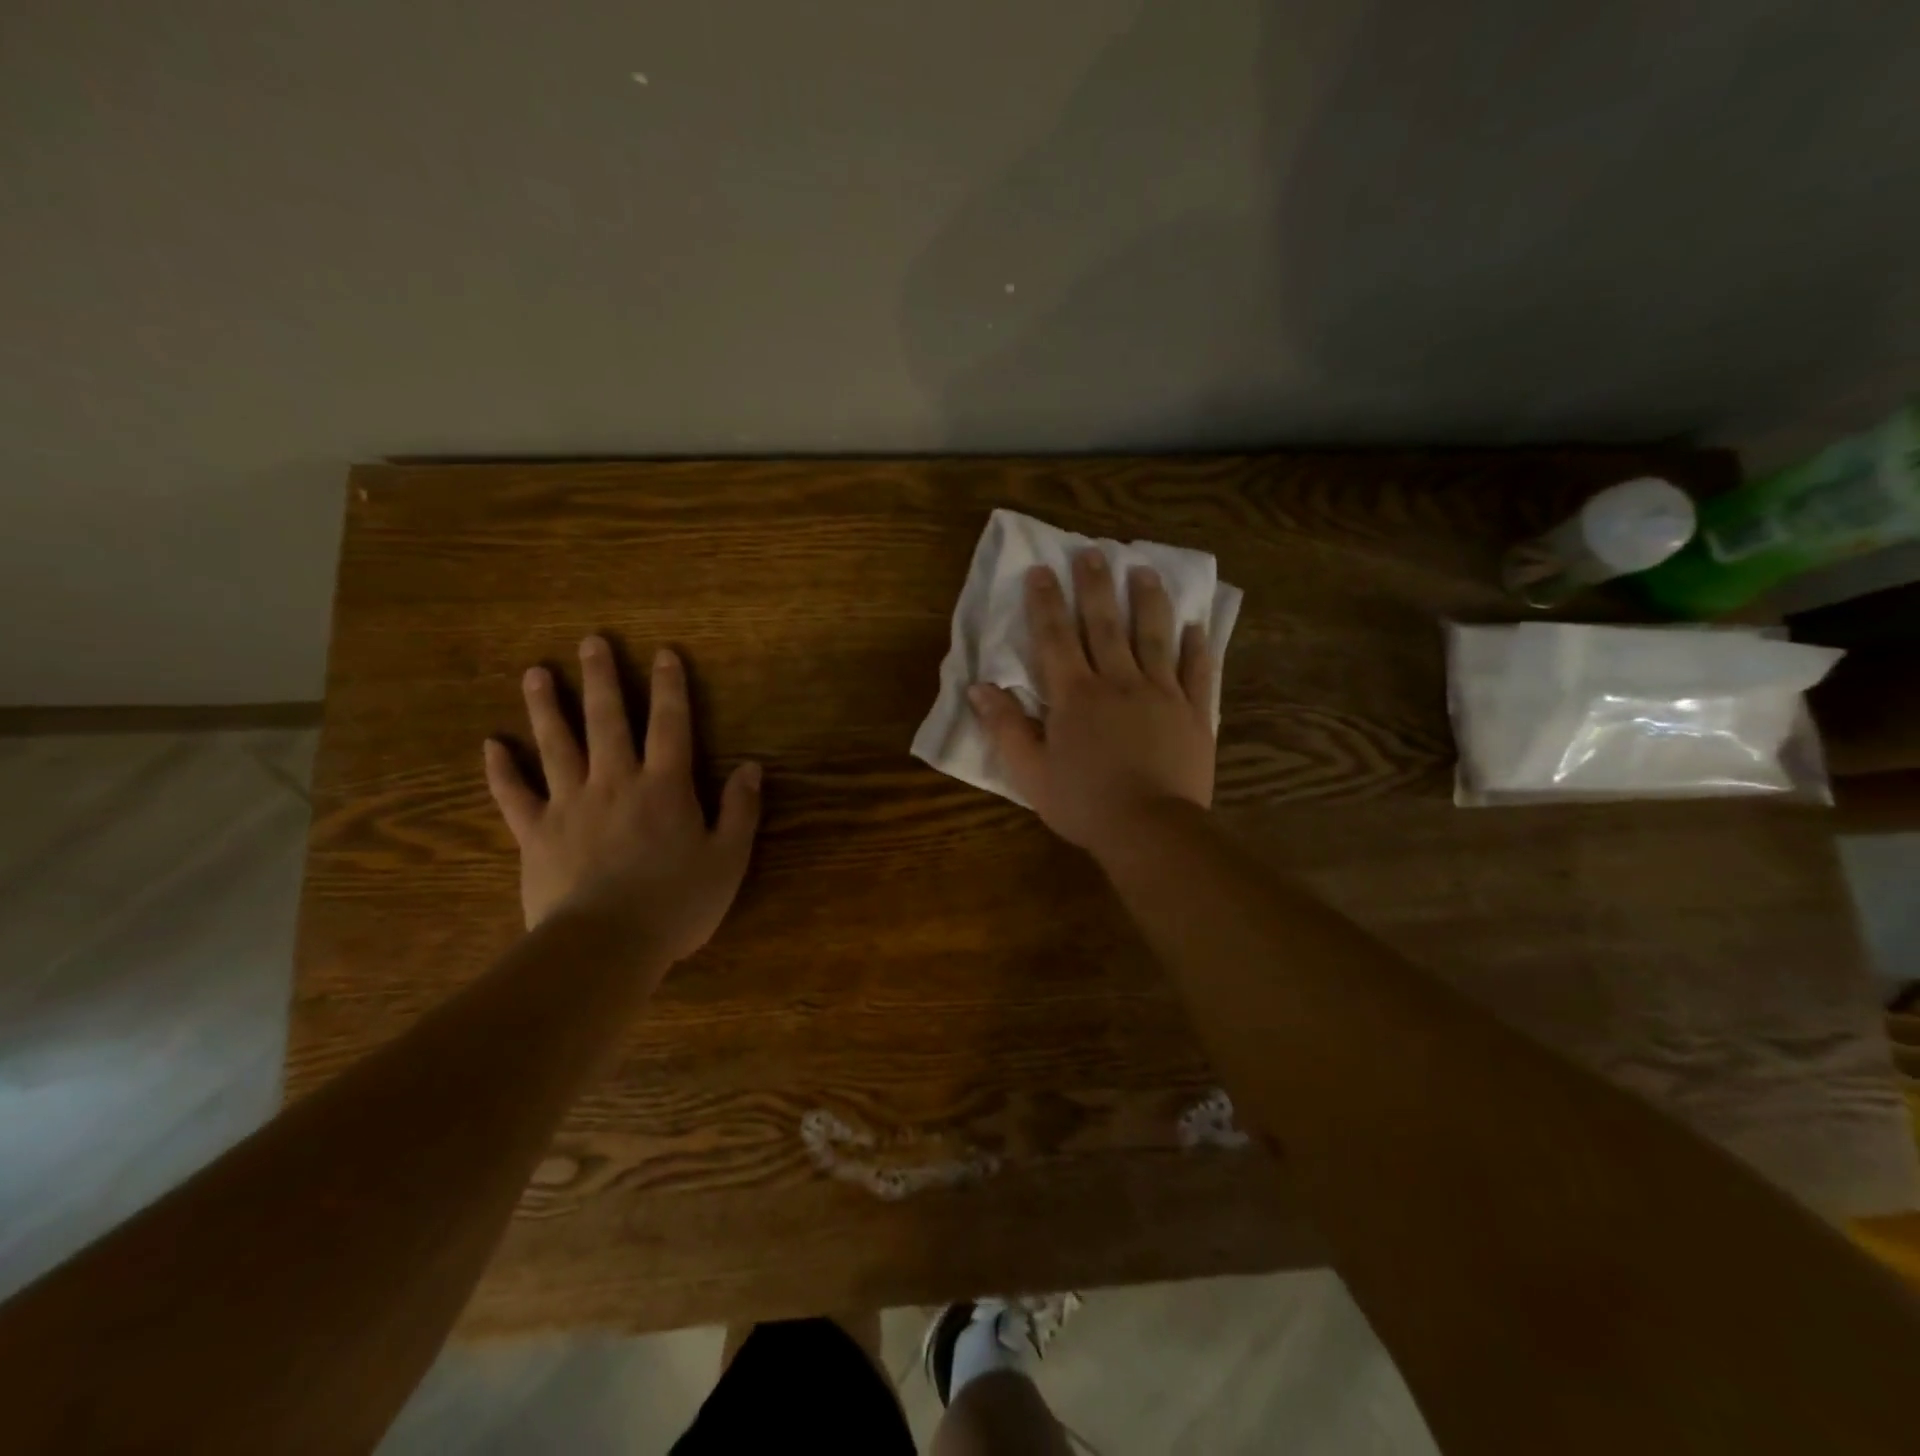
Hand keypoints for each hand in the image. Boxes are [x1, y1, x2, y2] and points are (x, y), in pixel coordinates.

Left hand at [483, 635, 761, 959]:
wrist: (605, 944)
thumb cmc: (676, 903)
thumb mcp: (728, 859)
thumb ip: (740, 810)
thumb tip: (751, 767)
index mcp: (665, 787)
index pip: (671, 725)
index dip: (671, 687)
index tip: (664, 653)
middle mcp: (615, 782)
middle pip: (608, 720)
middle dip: (603, 679)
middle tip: (591, 642)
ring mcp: (570, 804)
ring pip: (556, 745)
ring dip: (546, 707)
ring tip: (535, 673)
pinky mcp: (536, 833)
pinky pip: (514, 794)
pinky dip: (500, 770)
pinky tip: (490, 745)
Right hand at [969, 550, 1215, 856]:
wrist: (1149, 830)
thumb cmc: (1084, 803)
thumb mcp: (1030, 772)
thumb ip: (1005, 727)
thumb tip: (979, 687)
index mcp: (1075, 695)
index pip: (1055, 638)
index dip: (1045, 603)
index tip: (1042, 569)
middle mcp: (1118, 682)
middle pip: (1105, 625)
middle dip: (1096, 586)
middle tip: (1093, 552)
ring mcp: (1162, 694)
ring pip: (1154, 637)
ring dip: (1148, 601)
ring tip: (1145, 571)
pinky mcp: (1194, 713)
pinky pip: (1197, 672)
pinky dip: (1197, 647)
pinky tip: (1197, 626)